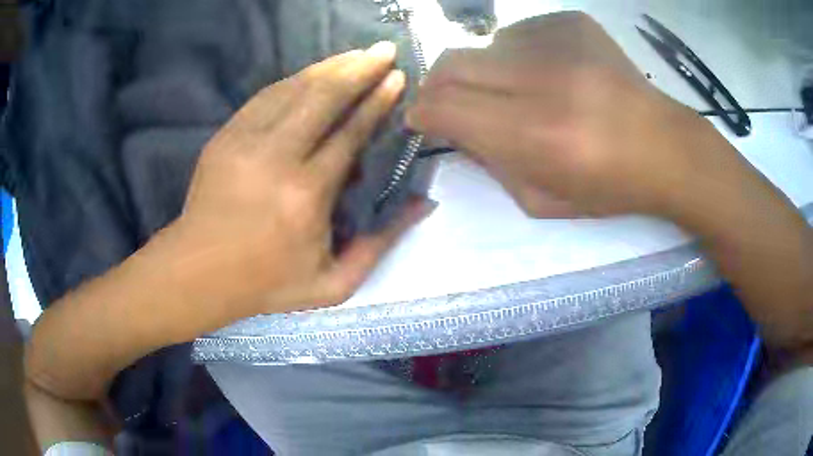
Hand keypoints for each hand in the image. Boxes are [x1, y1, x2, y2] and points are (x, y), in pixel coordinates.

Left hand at [163, 42, 431, 326]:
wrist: (199, 271)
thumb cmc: (267, 283)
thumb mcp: (334, 284)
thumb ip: (382, 243)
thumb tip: (423, 203)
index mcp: (306, 195)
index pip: (350, 132)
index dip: (377, 101)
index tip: (397, 78)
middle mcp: (277, 158)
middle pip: (324, 97)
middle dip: (359, 68)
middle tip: (384, 50)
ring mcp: (245, 141)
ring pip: (294, 88)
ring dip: (330, 66)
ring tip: (356, 54)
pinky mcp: (225, 136)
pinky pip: (266, 96)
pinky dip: (295, 79)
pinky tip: (314, 72)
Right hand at [406, 12, 742, 219]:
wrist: (665, 148)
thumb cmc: (609, 186)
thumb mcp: (541, 200)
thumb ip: (488, 164)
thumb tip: (454, 128)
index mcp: (536, 135)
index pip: (444, 107)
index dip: (422, 112)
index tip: (423, 119)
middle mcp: (543, 80)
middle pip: (452, 63)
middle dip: (439, 85)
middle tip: (454, 102)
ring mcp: (560, 42)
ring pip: (485, 46)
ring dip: (487, 72)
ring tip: (521, 92)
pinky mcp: (573, 22)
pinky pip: (520, 32)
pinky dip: (520, 54)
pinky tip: (551, 73)